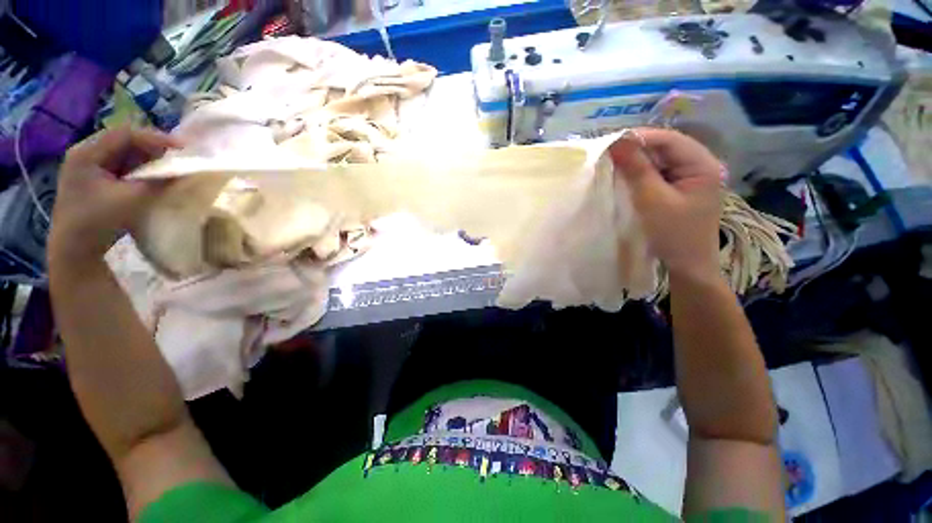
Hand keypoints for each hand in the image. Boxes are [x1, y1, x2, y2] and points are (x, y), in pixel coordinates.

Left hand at [49, 127, 179, 268]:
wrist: (74, 249)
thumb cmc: (97, 221)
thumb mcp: (131, 200)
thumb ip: (158, 183)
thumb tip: (186, 173)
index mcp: (87, 152)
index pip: (125, 134)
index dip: (155, 137)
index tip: (183, 147)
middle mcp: (86, 153)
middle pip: (125, 141)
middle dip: (153, 148)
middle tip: (178, 157)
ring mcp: (89, 166)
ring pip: (125, 153)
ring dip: (148, 159)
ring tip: (169, 167)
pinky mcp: (95, 179)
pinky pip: (123, 166)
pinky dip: (140, 169)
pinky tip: (153, 177)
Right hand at [609, 128, 722, 280]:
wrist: (688, 265)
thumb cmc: (674, 234)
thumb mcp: (652, 200)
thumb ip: (636, 169)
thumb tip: (616, 142)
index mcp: (703, 164)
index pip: (669, 139)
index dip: (639, 138)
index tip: (609, 144)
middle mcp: (699, 164)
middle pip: (664, 148)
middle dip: (636, 150)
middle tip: (607, 156)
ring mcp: (690, 177)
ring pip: (659, 160)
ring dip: (636, 162)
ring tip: (612, 165)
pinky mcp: (680, 188)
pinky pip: (658, 173)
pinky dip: (640, 174)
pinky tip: (625, 178)